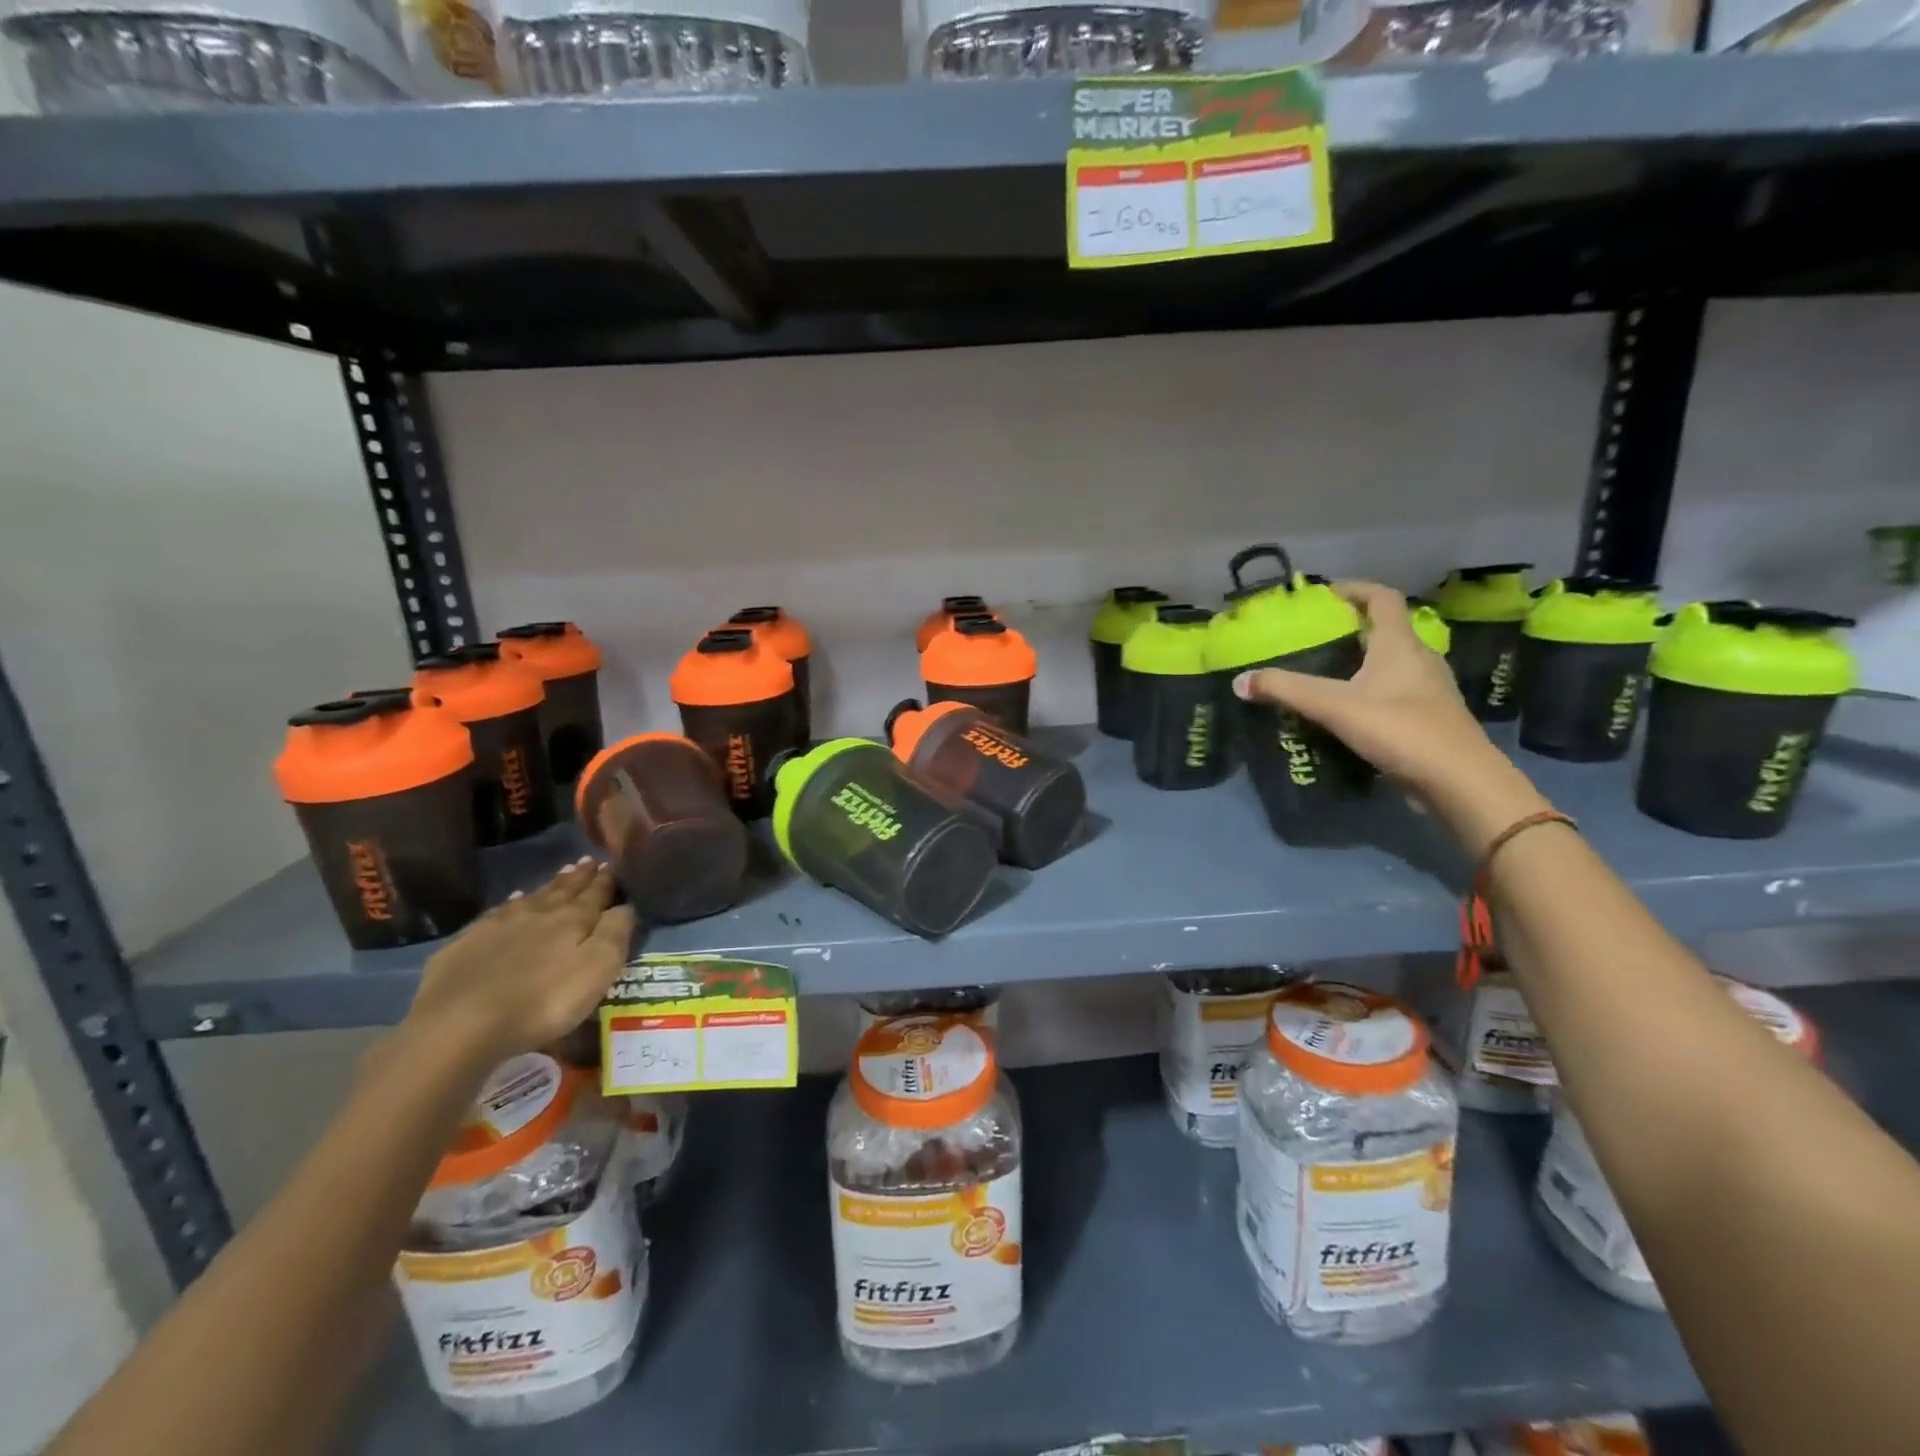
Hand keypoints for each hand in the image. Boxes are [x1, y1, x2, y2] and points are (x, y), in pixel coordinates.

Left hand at [404, 860, 632, 1065]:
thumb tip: (626, 905)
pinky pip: (497, 914)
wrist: (460, 1024)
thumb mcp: (597, 969)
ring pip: (532, 898)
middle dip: (580, 877)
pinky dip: (511, 903)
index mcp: (573, 920)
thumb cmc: (543, 1000)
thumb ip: (615, 933)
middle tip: (589, 861)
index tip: (614, 863)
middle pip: (564, 890)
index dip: (607, 880)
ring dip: (550, 885)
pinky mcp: (466, 944)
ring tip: (562, 873)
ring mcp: (499, 926)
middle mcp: (538, 914)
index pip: (596, 893)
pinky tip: (513, 900)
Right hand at [1231, 581, 1547, 850]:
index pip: (1382, 598)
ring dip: (1363, 662)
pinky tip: (1349, 711)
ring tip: (1327, 674)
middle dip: (1353, 629)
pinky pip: (1396, 692)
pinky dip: (1372, 691)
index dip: (1355, 589)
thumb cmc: (1399, 728)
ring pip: (1393, 664)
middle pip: (1387, 631)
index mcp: (1399, 645)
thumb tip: (1239, 681)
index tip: (1326, 594)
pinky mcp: (1430, 718)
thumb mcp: (1334, 706)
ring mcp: (1429, 690)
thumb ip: (1287, 690)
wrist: (1458, 780)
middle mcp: (1419, 659)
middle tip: (1316, 637)